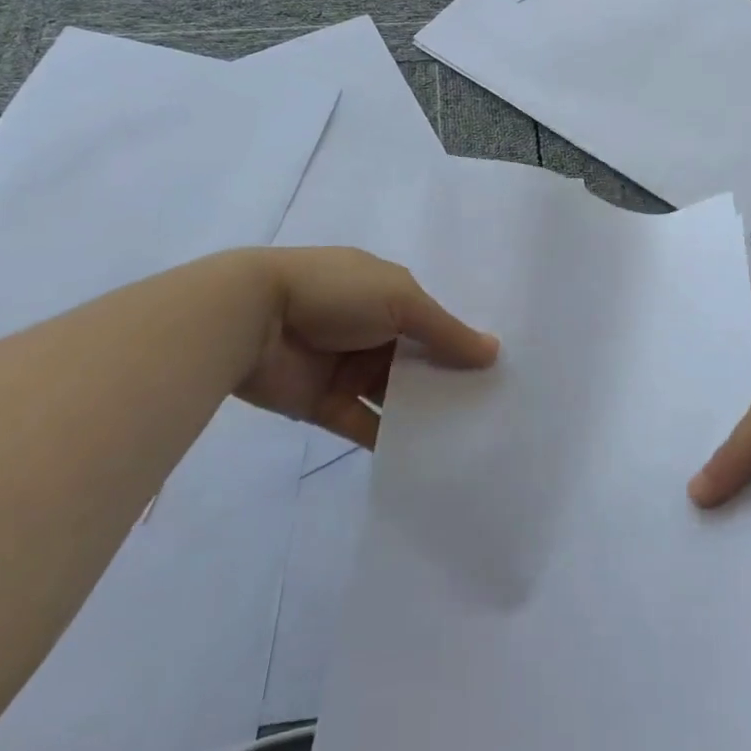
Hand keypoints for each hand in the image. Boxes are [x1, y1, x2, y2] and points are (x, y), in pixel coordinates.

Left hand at [236, 247, 498, 449]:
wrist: (252, 319)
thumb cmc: (335, 295)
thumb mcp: (400, 300)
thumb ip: (445, 331)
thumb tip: (493, 352)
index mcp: (388, 294)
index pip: (434, 322)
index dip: (461, 344)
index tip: (497, 372)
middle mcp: (372, 330)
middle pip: (418, 361)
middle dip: (448, 382)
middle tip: (492, 412)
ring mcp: (347, 368)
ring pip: (395, 394)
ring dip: (424, 412)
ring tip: (468, 439)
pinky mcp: (325, 405)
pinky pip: (366, 424)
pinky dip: (391, 438)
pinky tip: (426, 457)